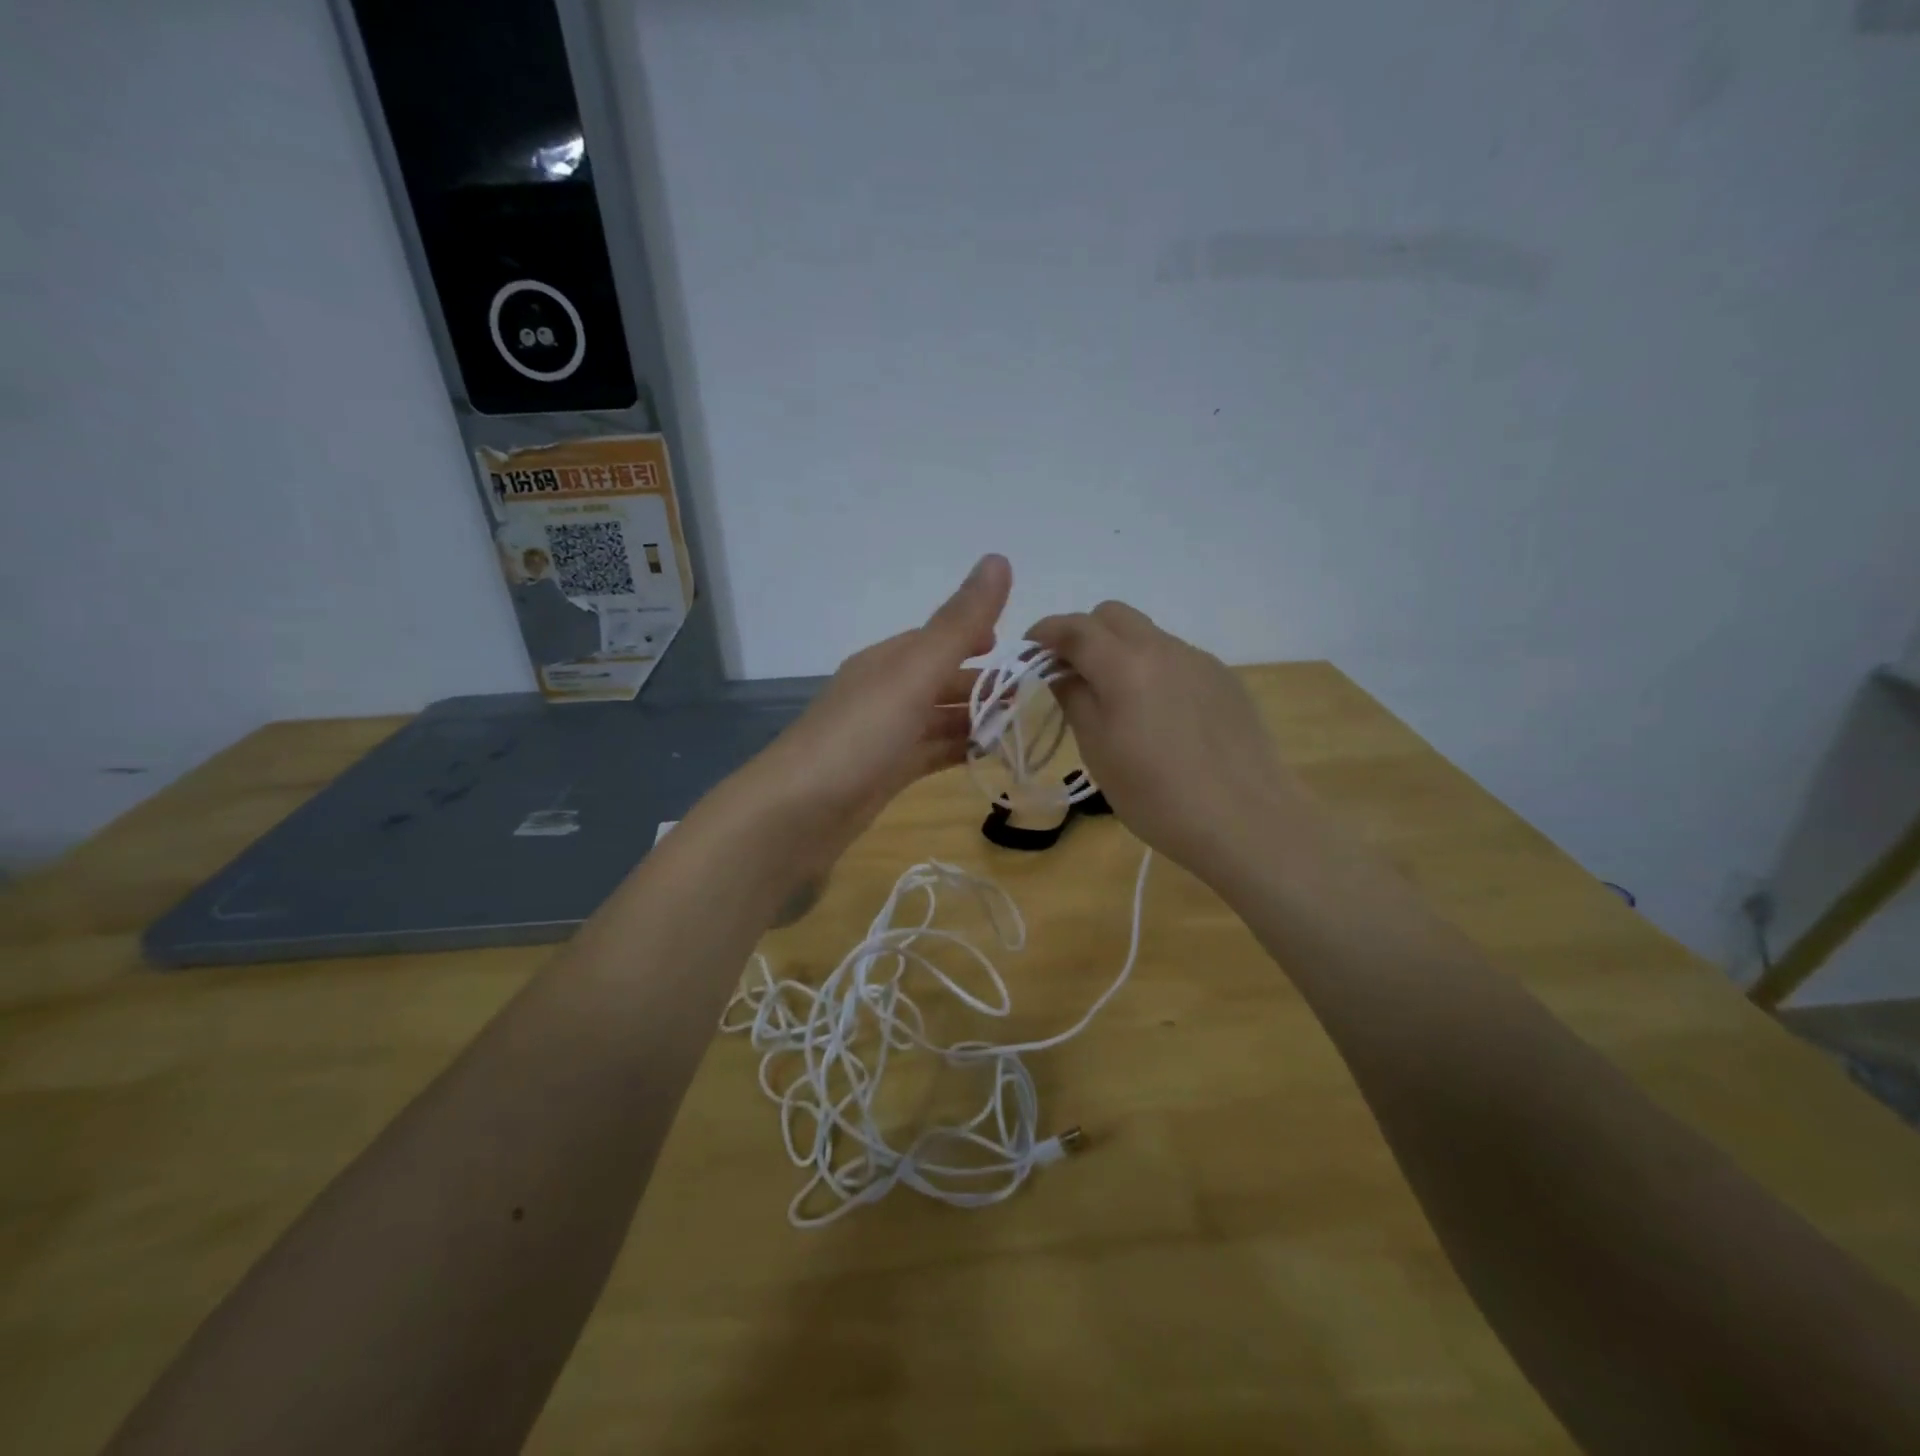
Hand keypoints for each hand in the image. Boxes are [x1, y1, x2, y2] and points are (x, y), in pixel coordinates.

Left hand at [750, 554, 1012, 853]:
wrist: (796, 814)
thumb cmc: (859, 736)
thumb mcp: (914, 673)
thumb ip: (959, 624)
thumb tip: (999, 558)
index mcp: (888, 662)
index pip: (938, 638)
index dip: (976, 636)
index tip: (1018, 647)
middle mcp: (884, 693)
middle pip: (941, 680)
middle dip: (984, 684)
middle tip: (1033, 696)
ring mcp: (883, 737)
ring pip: (938, 719)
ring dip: (975, 720)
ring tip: (1022, 728)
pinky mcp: (884, 775)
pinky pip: (930, 755)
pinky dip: (958, 752)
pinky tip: (987, 758)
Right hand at [1027, 601, 1310, 884]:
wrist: (1246, 821)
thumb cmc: (1157, 795)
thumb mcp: (1098, 751)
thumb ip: (1074, 699)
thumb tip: (1060, 671)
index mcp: (1125, 664)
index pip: (1074, 627)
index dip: (1045, 633)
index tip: (1030, 651)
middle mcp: (1163, 648)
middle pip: (1112, 615)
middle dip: (1083, 633)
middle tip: (1071, 674)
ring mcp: (1199, 660)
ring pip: (1147, 635)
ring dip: (1120, 652)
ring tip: (1118, 701)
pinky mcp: (1224, 679)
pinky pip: (1176, 658)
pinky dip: (1153, 669)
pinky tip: (1161, 716)